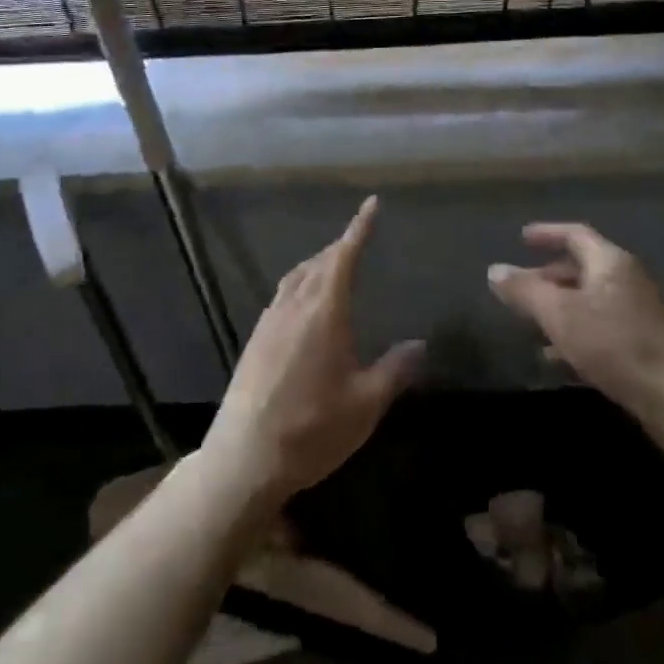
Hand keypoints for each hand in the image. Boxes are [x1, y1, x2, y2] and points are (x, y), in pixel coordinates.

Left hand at [202, 196, 423, 504]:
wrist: (243, 458)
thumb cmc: (311, 429)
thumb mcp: (365, 404)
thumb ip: (394, 370)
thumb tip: (419, 344)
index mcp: (323, 312)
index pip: (343, 257)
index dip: (359, 228)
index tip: (371, 205)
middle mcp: (293, 307)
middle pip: (318, 263)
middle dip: (340, 247)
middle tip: (359, 240)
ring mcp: (268, 323)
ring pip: (296, 278)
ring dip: (317, 265)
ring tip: (334, 266)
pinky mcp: (254, 341)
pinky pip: (281, 296)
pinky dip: (300, 285)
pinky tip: (304, 305)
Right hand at [489, 223, 663, 459]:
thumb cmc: (613, 343)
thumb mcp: (558, 314)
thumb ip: (524, 291)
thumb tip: (494, 270)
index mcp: (610, 263)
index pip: (576, 235)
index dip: (548, 234)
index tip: (522, 238)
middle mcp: (627, 280)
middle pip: (582, 269)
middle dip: (548, 277)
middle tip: (521, 289)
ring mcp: (638, 313)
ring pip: (590, 302)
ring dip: (560, 310)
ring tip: (531, 326)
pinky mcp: (643, 344)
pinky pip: (601, 328)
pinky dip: (576, 334)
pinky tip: (556, 359)